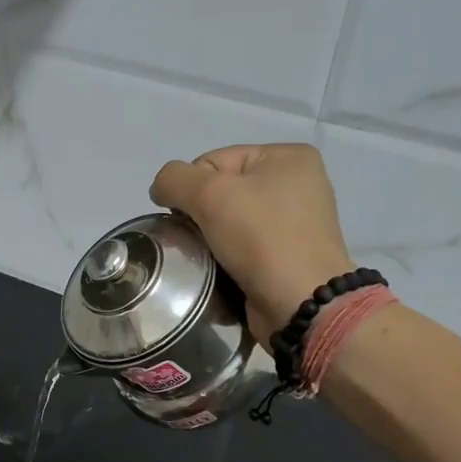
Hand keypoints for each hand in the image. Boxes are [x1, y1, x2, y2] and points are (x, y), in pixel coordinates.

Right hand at [150, 143, 352, 337]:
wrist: (300, 304)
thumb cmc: (261, 239)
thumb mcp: (210, 194)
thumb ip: (174, 179)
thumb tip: (160, 189)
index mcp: (289, 157)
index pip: (214, 161)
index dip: (191, 188)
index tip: (190, 219)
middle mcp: (297, 185)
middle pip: (222, 191)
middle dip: (200, 215)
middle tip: (195, 241)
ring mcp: (296, 223)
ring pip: (230, 222)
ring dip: (210, 239)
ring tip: (206, 258)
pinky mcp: (288, 257)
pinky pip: (243, 248)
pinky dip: (227, 258)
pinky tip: (221, 271)